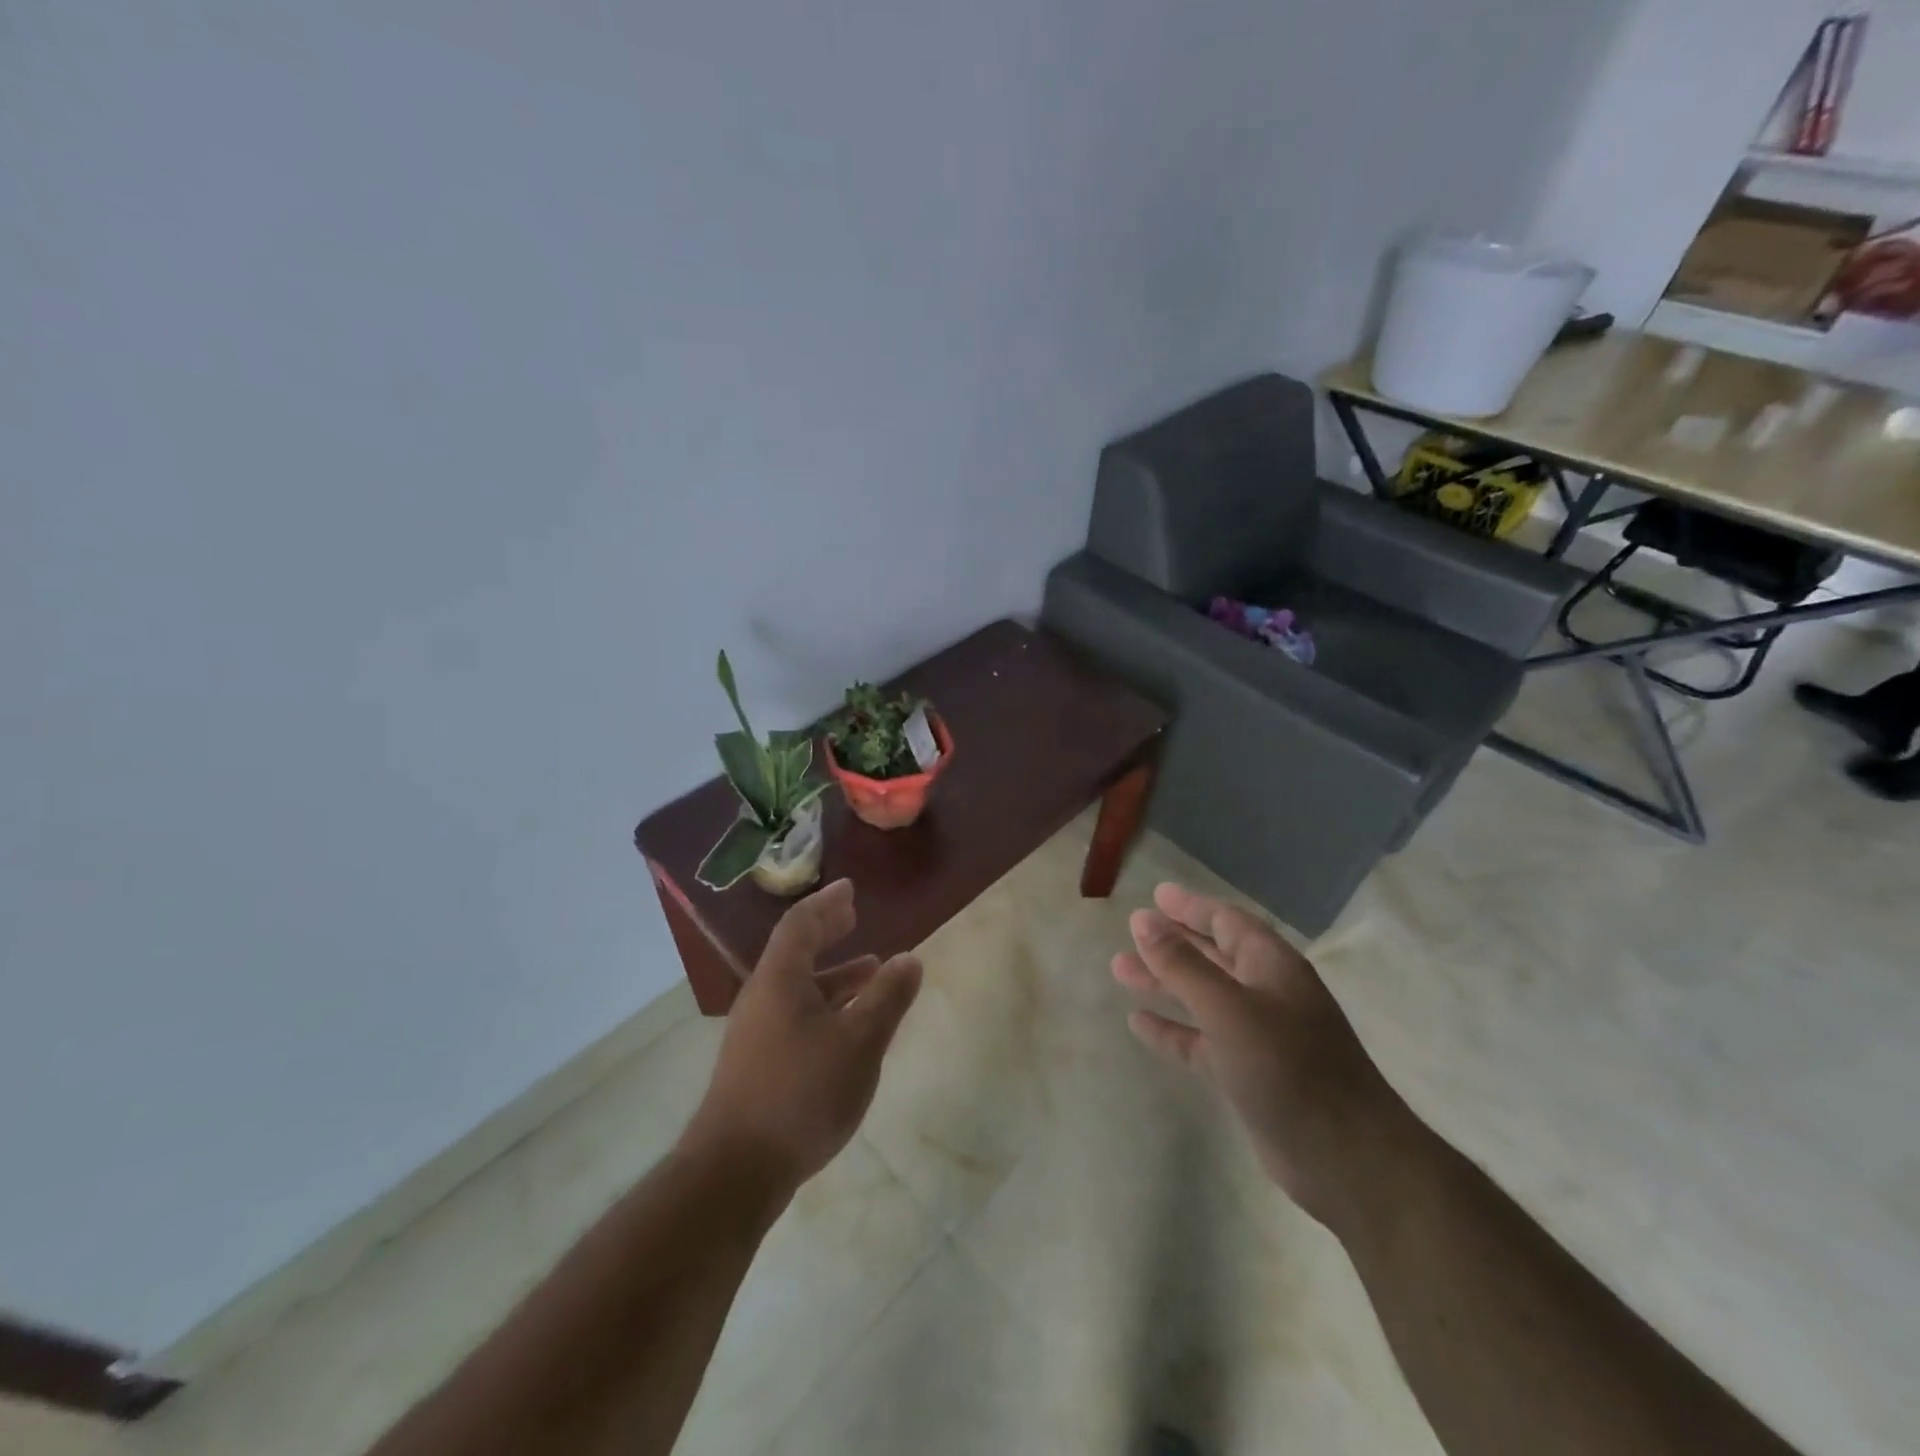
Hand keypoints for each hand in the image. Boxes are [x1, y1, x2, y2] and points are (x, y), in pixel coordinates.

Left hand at [684, 879, 922, 1193]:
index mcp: (780, 979)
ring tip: (871, 968)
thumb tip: (910, 959)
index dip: (827, 902)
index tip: (850, 888)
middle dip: (827, 930)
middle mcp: (762, 997)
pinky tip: (849, 1026)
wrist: (735, 1171)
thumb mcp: (858, 1042)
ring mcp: (756, 1032)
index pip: (801, 923)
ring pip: (798, 986)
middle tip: (853, 915)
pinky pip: (796, 1013)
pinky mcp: (758, 1063)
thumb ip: (887, 997)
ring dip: (833, 972)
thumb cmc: (801, 1093)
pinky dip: (826, 1004)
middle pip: (795, 950)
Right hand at [1112, 882, 1409, 1229]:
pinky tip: (1138, 1023)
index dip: (1191, 907)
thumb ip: (1182, 965)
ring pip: (1201, 997)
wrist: (1346, 1160)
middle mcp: (1265, 993)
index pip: (1227, 921)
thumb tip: (1143, 921)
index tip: (1156, 896)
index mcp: (1271, 966)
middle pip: (1212, 956)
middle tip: (1130, 931)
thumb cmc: (1289, 1067)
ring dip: (1164, 982)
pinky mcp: (1247, 1074)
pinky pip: (1200, 1041)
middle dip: (1171, 942)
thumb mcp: (1228, 1009)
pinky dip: (1172, 1029)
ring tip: (1119, 970)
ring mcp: (1258, 1036)